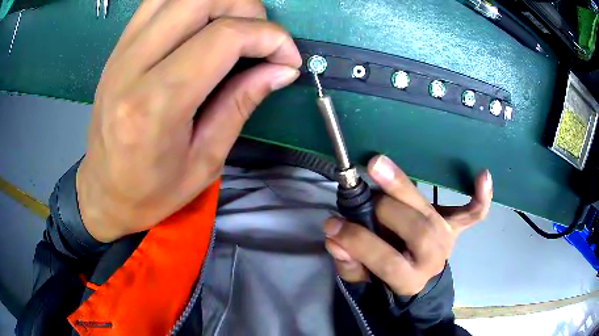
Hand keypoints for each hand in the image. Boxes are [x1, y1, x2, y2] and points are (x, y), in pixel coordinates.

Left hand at [76, 0, 301, 241]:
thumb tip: (282, 68)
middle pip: (201, 0)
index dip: (270, 37)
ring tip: (234, 27)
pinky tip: (202, 23)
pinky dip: (189, 2)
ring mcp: (121, 52)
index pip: (224, 37)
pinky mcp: (117, 48)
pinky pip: (157, 1)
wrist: (103, 192)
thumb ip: (242, 103)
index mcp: (155, 105)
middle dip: (247, 9)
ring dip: (219, 1)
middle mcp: (132, 66)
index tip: (288, 58)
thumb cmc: (151, 191)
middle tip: (260, 38)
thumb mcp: (205, 160)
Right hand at [323, 155, 492, 295]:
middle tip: (361, 196)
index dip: (358, 242)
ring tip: (378, 166)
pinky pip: (473, 213)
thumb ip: (349, 266)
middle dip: (384, 210)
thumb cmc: (386, 281)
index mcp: (409, 280)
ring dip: (405, 188)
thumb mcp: (363, 283)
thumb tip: (335, 240)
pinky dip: (481, 196)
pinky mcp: (455, 226)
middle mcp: (433, 258)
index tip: (332, 224)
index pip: (386, 260)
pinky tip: (482, 174)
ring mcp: (447, 239)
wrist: (416, 278)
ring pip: (431, 213)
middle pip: (417, 230)